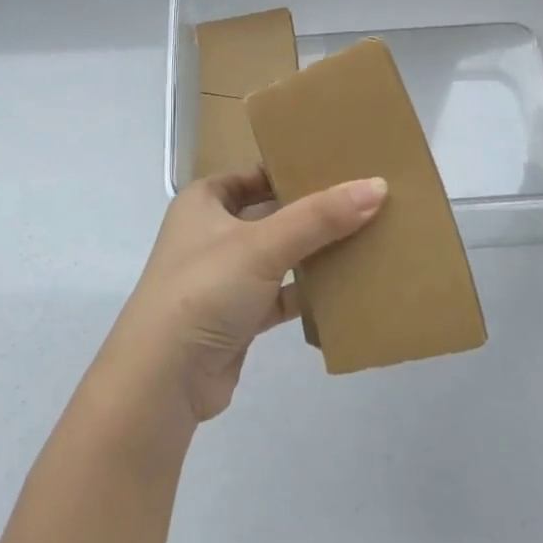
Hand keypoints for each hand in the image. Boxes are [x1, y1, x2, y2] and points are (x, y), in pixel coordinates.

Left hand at [97, 168, 386, 429]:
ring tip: (368, 236)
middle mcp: (212, 234)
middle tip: (366, 198)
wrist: (164, 378)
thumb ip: (320, 217)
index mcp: (204, 202)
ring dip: (315, 252)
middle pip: (271, 213)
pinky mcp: (239, 317)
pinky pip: (282, 295)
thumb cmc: (204, 289)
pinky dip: (309, 292)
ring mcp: (225, 277)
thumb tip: (378, 185)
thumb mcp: (262, 244)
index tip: (340, 164)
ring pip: (279, 255)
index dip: (292, 168)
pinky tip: (348, 286)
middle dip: (312, 211)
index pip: (254, 174)